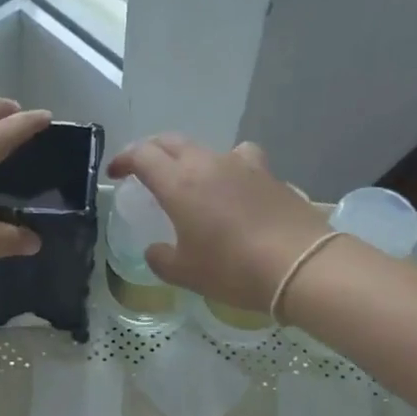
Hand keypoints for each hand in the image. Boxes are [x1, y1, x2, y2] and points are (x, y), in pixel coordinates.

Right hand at [108, 135, 329, 311]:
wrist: (300, 265)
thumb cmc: (232, 269)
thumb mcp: (185, 273)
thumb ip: (161, 258)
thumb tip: (155, 250)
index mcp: (178, 183)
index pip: (142, 155)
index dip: (124, 160)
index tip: (116, 173)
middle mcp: (207, 164)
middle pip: (171, 142)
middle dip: (152, 151)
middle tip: (143, 169)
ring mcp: (242, 165)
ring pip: (206, 148)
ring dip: (189, 157)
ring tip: (190, 178)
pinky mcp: (269, 174)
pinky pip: (239, 159)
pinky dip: (227, 167)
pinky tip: (234, 186)